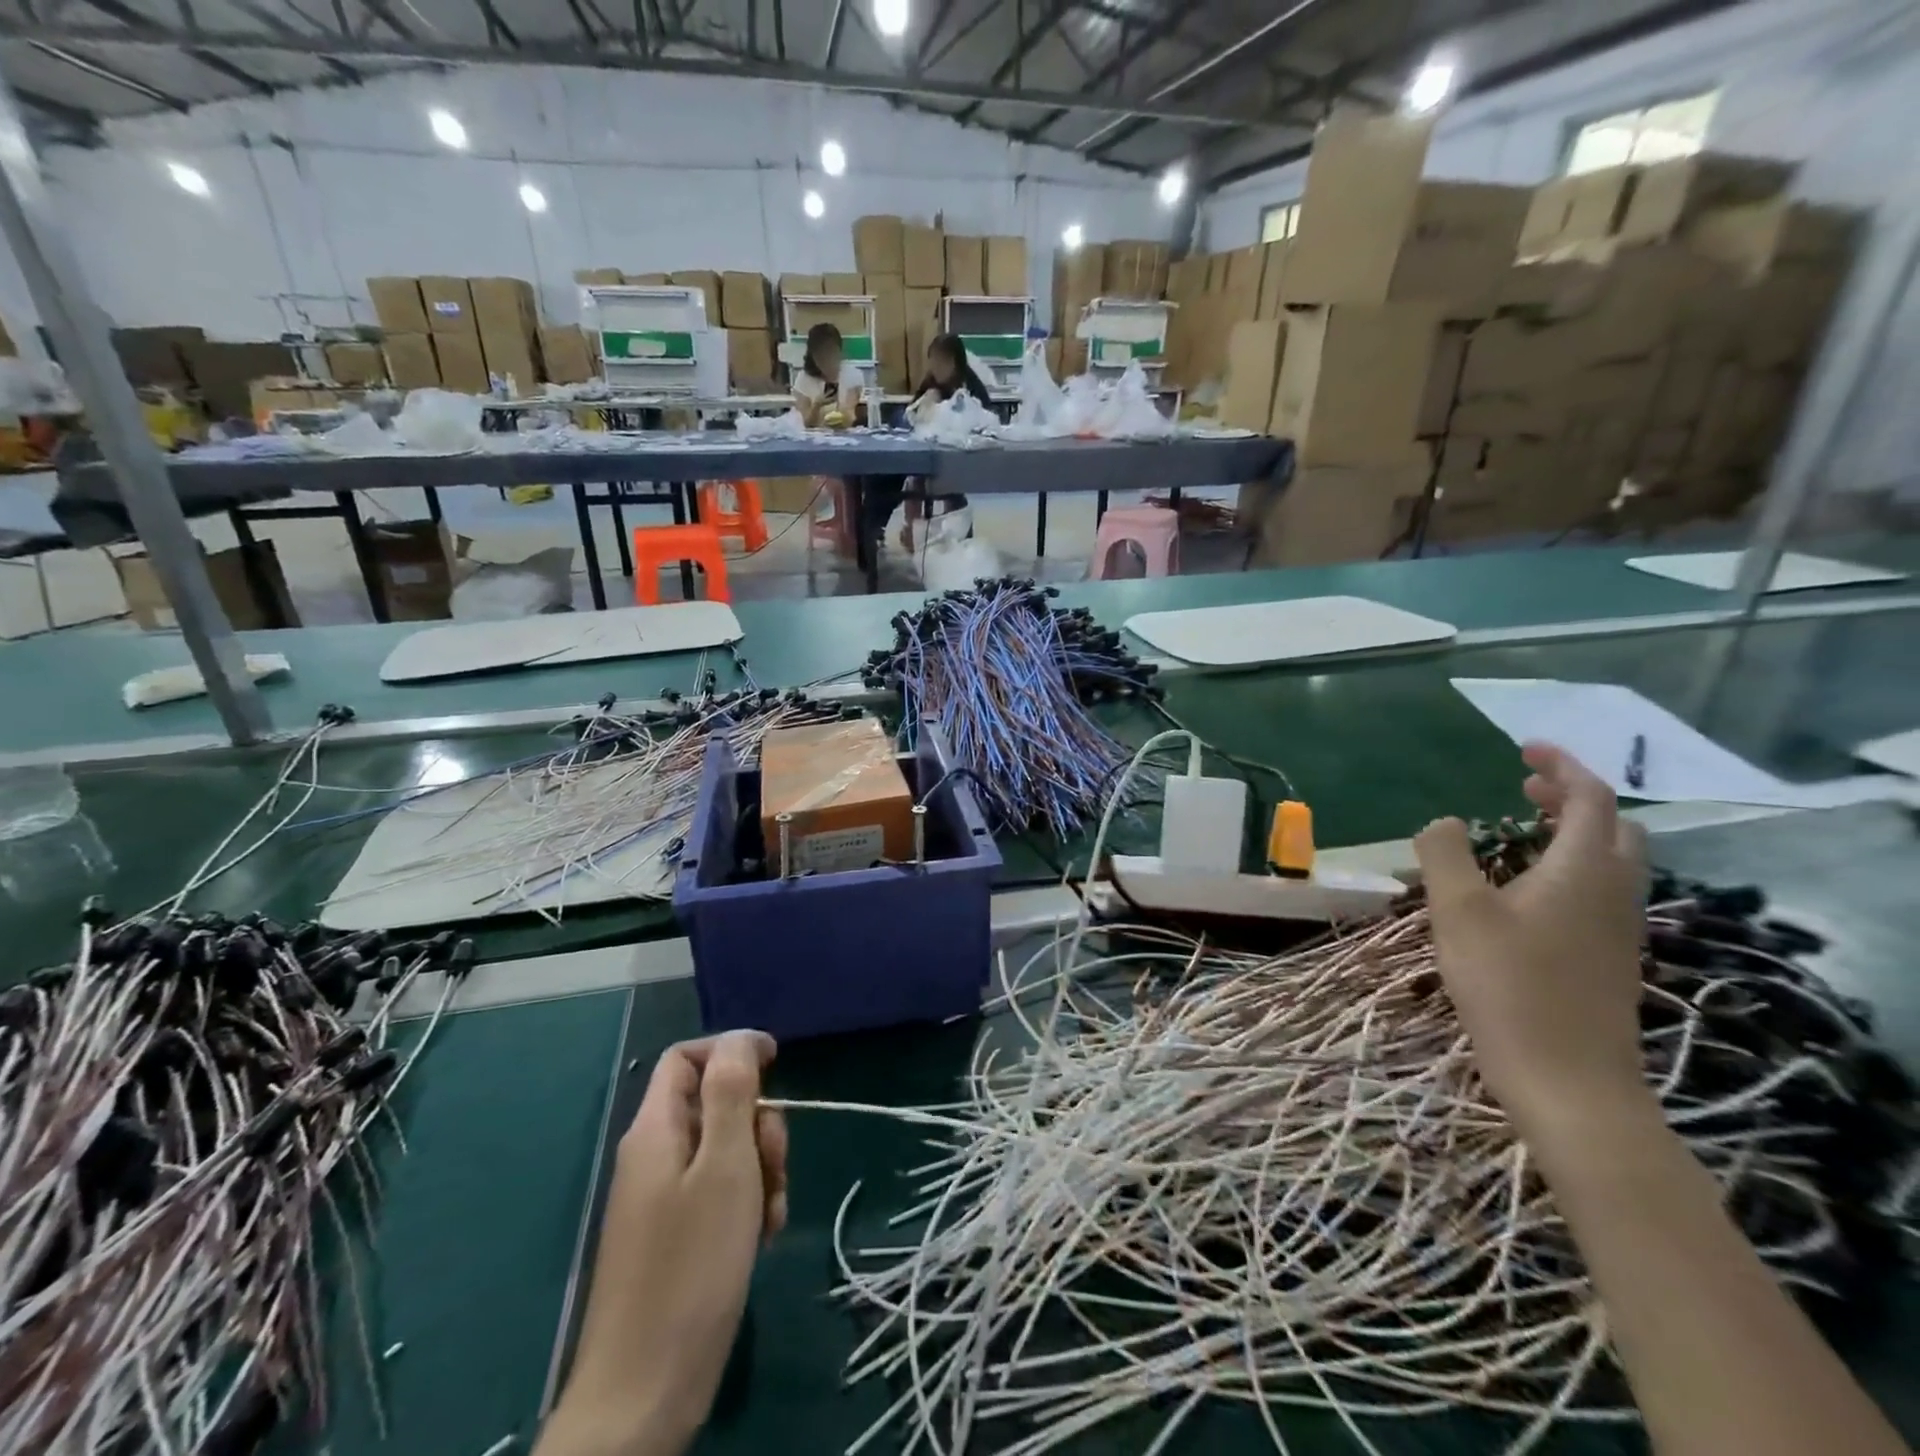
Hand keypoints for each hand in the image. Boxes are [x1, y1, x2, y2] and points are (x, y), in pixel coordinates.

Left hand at [540, 1033, 786, 1455]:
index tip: (777, 1064)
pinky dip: (747, 1203)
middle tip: (775, 1163)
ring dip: (759, 1168)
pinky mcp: (675, 1234)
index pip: (688, 1057)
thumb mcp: (724, 1166)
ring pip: (724, 1149)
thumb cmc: (691, 1266)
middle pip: (713, 1103)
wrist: (644, 1392)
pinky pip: (719, 1192)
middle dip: (756, 1122)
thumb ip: (731, 1092)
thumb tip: (739, 1038)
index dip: (732, 1050)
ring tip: (771, 1212)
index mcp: (655, 1129)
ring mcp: (662, 1197)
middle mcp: (654, 1155)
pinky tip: (762, 1236)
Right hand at [1414, 743, 1649, 1141]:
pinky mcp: (1608, 959)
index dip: (1562, 767)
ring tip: (1523, 830)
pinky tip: (1528, 889)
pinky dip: (1571, 866)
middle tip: (1525, 786)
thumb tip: (1444, 822)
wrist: (1569, 1082)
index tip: (1525, 748)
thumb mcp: (1457, 911)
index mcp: (1584, 870)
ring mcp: (1617, 929)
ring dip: (1574, 832)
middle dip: (1574, 797)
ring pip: (1612, 860)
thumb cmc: (1509, 986)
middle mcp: (1614, 892)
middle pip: (1614, 827)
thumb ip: (1445, 855)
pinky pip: (1600, 890)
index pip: (1592, 798)